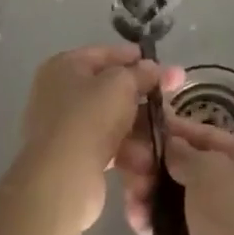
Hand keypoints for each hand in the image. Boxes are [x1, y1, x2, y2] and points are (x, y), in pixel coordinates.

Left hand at [17, 43, 182, 234]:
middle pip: (111, 89)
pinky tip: (149, 159)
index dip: (136, 58)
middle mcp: (60, 93)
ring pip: (112, 120)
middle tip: (173, 100)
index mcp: (65, 66)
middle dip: (144, 97)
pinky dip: (128, 150)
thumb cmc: (90, 118)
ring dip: (140, 127)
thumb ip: (141, 73)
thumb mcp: (122, 85)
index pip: (106, 54)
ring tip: (167, 134)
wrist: (62, 179)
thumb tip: (152, 68)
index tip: (164, 66)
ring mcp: (65, 126)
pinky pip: (107, 145)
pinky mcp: (74, 157)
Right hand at [123, 114, 233, 234]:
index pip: (202, 134)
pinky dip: (154, 224)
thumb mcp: (208, 170)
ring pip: (175, 198)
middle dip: (154, 166)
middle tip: (128, 169)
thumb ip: (183, 153)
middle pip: (184, 166)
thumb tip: (170, 144)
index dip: (171, 129)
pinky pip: (173, 229)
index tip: (138, 128)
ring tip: (132, 201)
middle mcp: (233, 185)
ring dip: (150, 195)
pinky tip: (137, 223)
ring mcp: (218, 221)